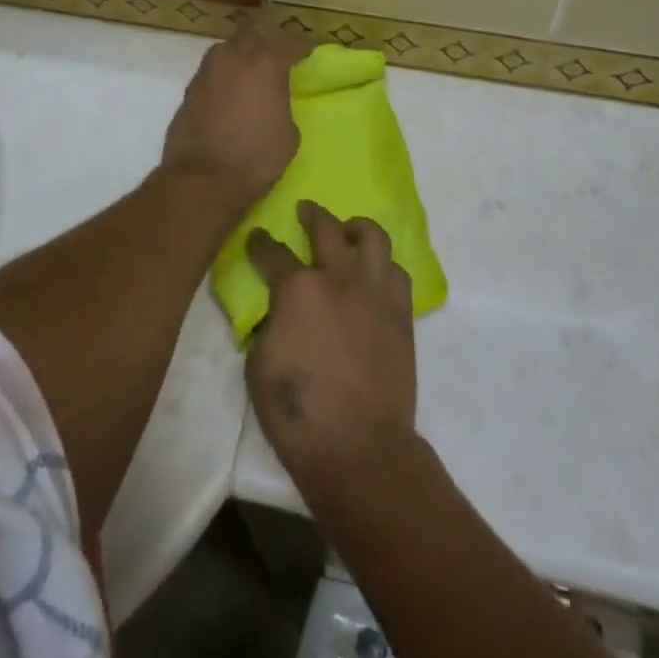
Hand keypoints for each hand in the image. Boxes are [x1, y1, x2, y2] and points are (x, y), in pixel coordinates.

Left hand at [161, 21, 309, 202]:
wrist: (203, 179)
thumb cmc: (256, 157)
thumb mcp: (289, 134)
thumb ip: (283, 105)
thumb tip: (274, 102)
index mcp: (266, 63)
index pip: (288, 41)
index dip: (300, 47)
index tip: (306, 54)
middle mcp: (234, 57)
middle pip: (252, 33)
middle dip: (265, 39)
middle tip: (275, 55)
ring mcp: (207, 71)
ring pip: (226, 48)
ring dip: (240, 53)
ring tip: (249, 72)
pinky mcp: (189, 90)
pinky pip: (210, 71)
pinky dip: (222, 76)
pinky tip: (227, 92)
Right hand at [246, 200, 417, 499]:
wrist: (361, 447)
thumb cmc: (300, 414)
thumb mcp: (258, 367)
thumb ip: (268, 325)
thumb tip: (278, 311)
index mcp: (298, 289)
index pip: (272, 253)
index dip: (260, 243)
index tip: (256, 237)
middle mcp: (339, 278)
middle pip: (326, 228)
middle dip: (312, 214)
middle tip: (306, 210)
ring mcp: (375, 292)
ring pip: (372, 238)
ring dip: (356, 228)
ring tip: (349, 232)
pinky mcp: (401, 312)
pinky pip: (397, 271)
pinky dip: (383, 265)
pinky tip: (374, 274)